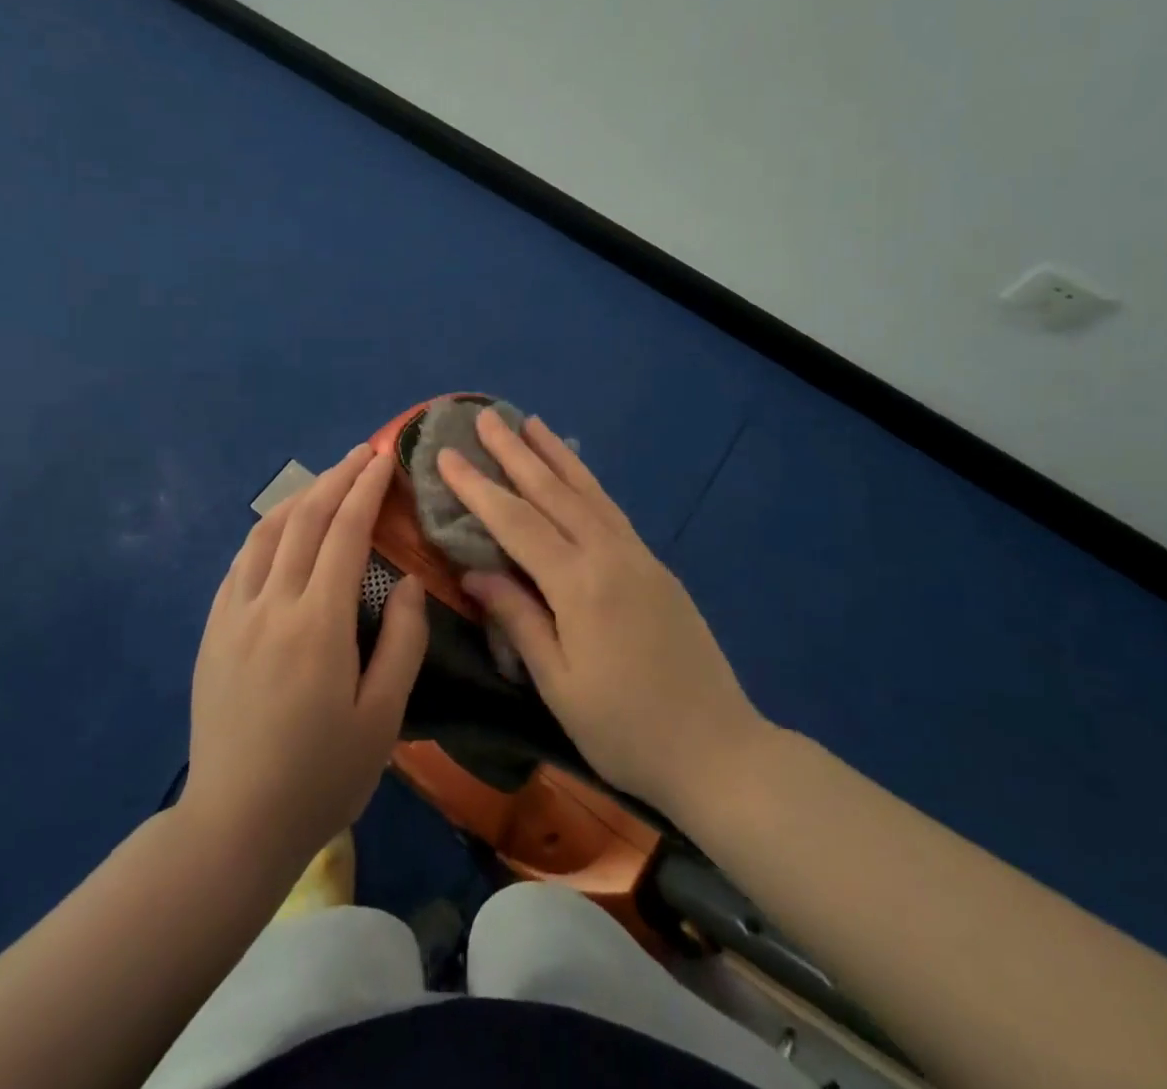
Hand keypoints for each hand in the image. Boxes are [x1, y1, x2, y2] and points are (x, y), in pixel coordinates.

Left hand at [184, 446, 427, 874]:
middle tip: (362, 453)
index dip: (366, 489)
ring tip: (326, 482)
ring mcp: (234, 615)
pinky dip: (267, 532)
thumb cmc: (321, 777)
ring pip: (265, 533)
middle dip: (336, 479)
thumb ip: (402, 641)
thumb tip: (406, 581)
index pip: (344, 533)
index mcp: (318, 623)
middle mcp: (271, 604)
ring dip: (299, 498)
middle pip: (304, 520)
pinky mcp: (212, 631)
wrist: (233, 825)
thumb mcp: (383, 718)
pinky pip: (241, 562)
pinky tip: (281, 530)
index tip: (383, 458)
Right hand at [439, 412, 767, 819]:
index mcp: (580, 584)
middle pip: (553, 492)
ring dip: (555, 454)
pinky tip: (574, 474)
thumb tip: (475, 570)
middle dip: (515, 452)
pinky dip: (586, 481)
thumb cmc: (626, 730)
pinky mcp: (656, 566)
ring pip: (588, 491)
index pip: (516, 522)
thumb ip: (518, 619)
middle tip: (485, 417)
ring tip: (531, 423)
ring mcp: (638, 556)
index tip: (447, 456)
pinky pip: (611, 509)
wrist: (718, 750)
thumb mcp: (559, 684)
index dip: (477, 488)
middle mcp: (609, 555)